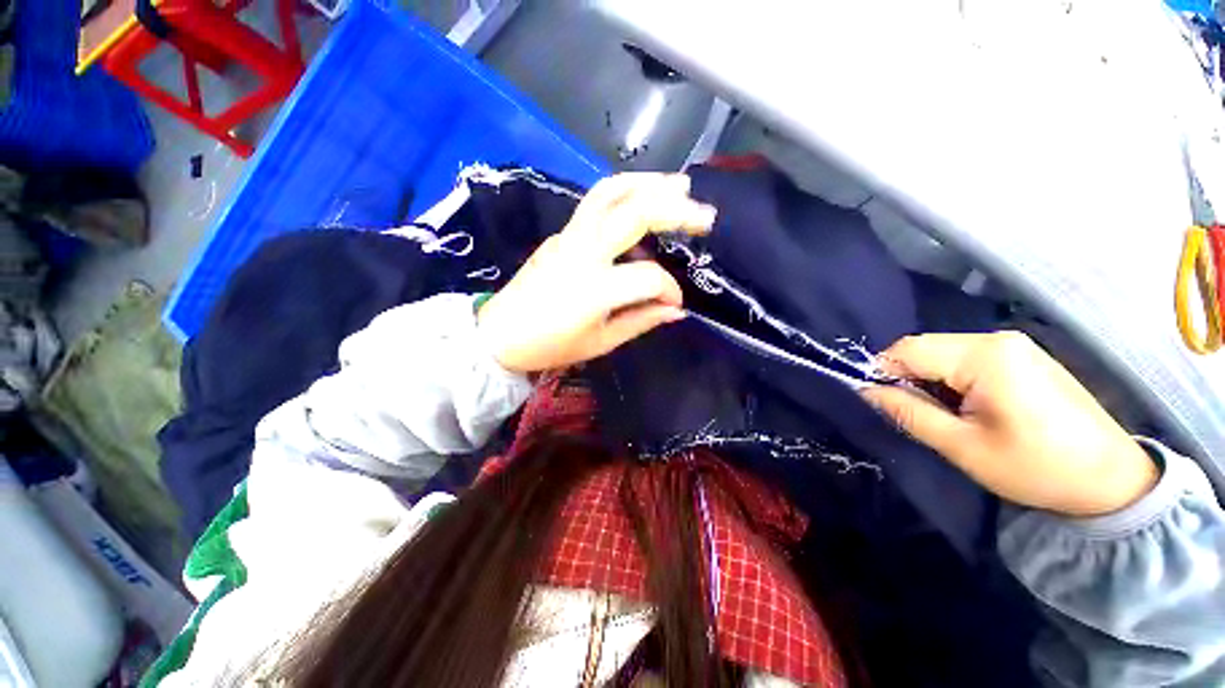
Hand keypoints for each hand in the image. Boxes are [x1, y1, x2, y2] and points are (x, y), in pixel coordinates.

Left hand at [477, 173, 715, 373]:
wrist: (499, 335)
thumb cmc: (550, 347)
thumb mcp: (601, 343)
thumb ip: (641, 321)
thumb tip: (676, 310)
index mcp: (594, 289)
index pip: (649, 278)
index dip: (669, 290)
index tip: (673, 303)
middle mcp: (582, 253)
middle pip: (634, 213)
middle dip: (675, 209)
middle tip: (705, 215)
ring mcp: (568, 237)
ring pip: (610, 193)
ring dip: (648, 184)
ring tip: (679, 185)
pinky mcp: (560, 234)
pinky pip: (595, 205)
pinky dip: (625, 196)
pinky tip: (642, 202)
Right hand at [863, 331, 1157, 515]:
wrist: (1111, 480)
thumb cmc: (1036, 467)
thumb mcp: (962, 446)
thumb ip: (907, 412)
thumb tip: (864, 391)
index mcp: (985, 355)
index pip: (907, 349)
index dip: (882, 373)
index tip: (879, 403)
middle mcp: (997, 339)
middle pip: (925, 348)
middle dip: (907, 377)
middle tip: (911, 413)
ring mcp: (1013, 345)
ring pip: (943, 352)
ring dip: (929, 379)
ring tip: (941, 414)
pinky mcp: (1022, 356)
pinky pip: (965, 357)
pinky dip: (951, 378)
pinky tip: (965, 405)